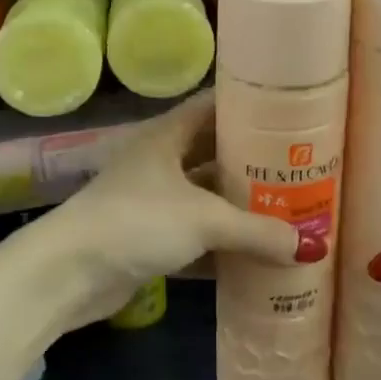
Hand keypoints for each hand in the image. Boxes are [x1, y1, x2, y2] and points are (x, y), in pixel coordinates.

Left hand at [40, 91, 302, 327]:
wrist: (68, 272)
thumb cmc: (136, 222)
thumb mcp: (203, 219)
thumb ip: (257, 231)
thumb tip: (312, 245)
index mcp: (168, 136)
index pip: (212, 106)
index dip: (247, 106)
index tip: (288, 113)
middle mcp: (160, 161)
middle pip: (213, 153)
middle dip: (251, 162)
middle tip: (298, 167)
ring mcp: (152, 201)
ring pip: (205, 197)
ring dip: (238, 206)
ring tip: (287, 209)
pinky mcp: (147, 239)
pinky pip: (194, 235)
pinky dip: (220, 245)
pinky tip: (254, 256)